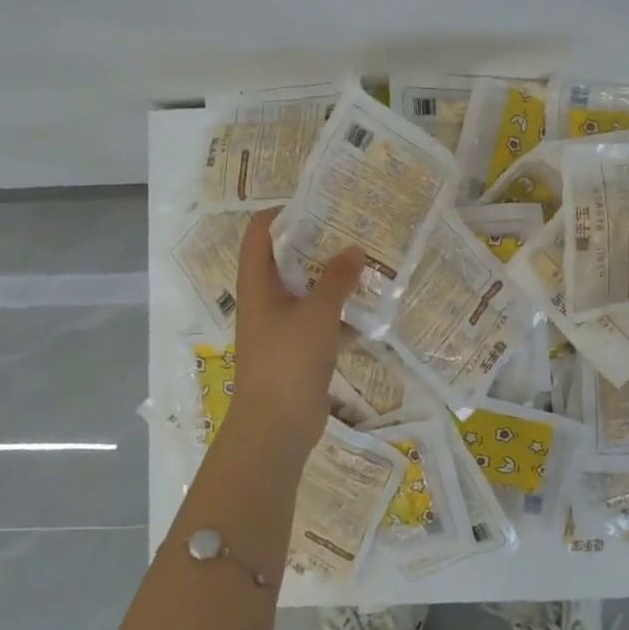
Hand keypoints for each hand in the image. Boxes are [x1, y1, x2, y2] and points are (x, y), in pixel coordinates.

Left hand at [229, 210, 364, 447]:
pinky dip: (341, 317)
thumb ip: (337, 280)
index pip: (259, 234)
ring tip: (367, 264)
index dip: (280, 213)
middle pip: (288, 261)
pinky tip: (370, 312)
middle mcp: (266, 300)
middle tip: (352, 229)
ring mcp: (282, 327)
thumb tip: (355, 250)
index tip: (315, 202)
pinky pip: (321, 323)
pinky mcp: (299, 351)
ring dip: (334, 281)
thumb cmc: (288, 360)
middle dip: (318, 245)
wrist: (276, 426)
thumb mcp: (317, 314)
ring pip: (308, 293)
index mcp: (258, 283)